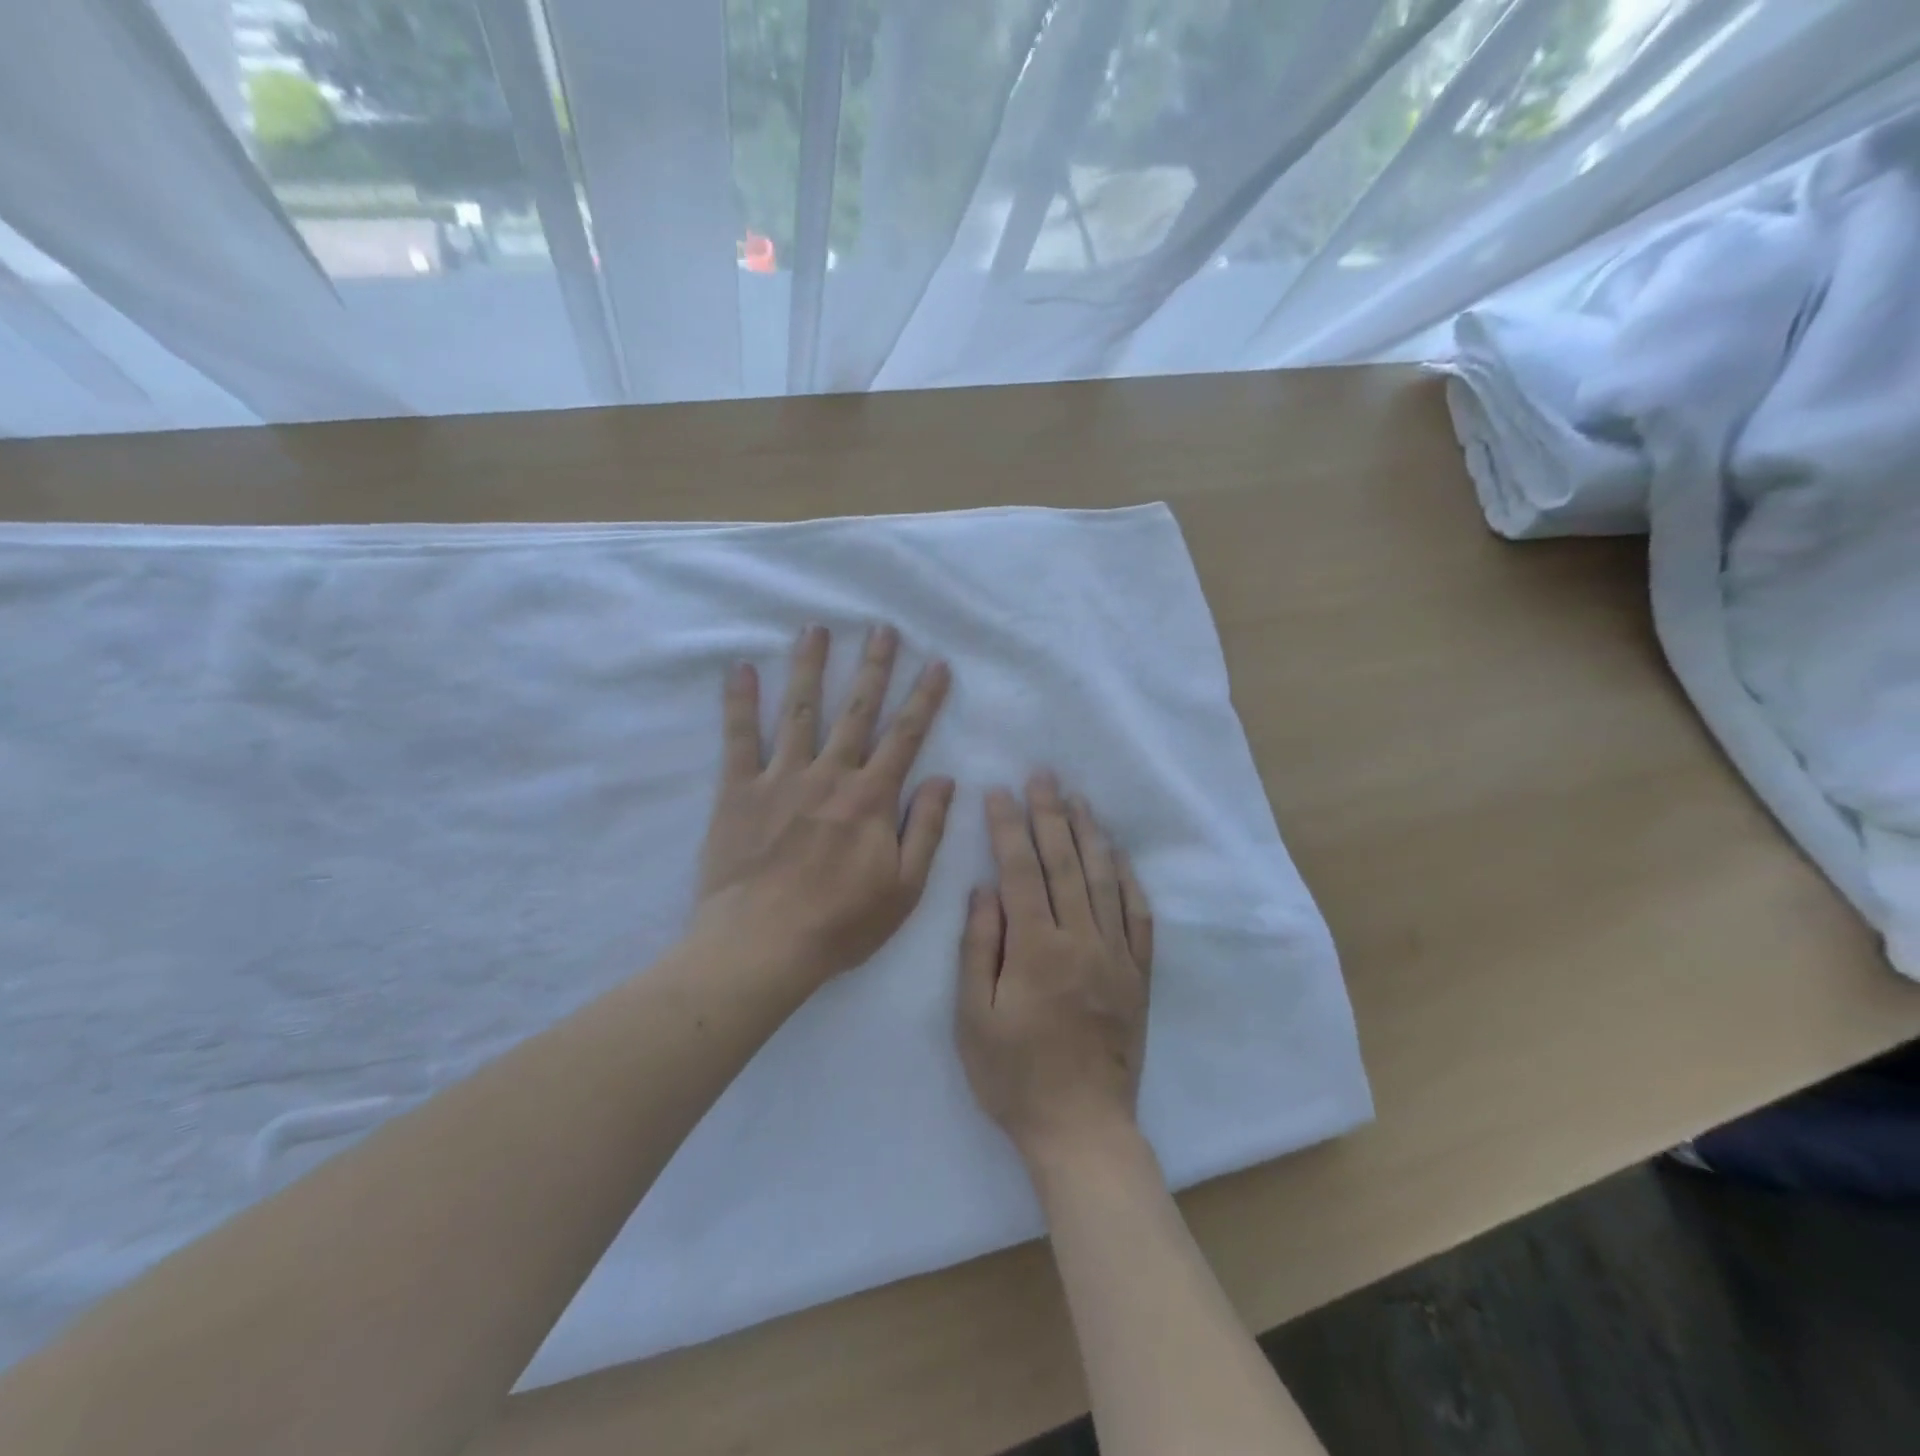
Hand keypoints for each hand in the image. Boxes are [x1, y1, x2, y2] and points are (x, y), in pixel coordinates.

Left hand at [697, 623, 953, 985]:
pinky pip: (739, 738)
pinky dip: (739, 702)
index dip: (924, 698)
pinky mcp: (739, 790)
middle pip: (857, 711)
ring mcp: (782, 777)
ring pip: (800, 710)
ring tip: (817, 628)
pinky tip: (739, 669)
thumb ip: (926, 829)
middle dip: (874, 667)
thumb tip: (945, 780)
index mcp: (872, 798)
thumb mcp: (904, 887)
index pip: (906, 737)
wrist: (763, 945)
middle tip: (883, 628)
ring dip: (810, 667)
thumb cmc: (840, 923)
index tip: (936, 664)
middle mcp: (830, 775)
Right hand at [956, 775, 1153, 1168]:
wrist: (1082, 1129)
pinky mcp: (1139, 976)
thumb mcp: (974, 1018)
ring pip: (1105, 881)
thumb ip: (978, 948)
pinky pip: (1139, 919)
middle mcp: (1080, 940)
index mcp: (1035, 948)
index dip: (1009, 827)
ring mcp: (1116, 956)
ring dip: (1091, 835)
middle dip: (1051, 814)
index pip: (1020, 871)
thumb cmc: (1015, 1077)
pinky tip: (1122, 859)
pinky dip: (1130, 883)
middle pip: (1065, 863)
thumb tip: (984, 890)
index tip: (1000, 792)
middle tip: (1044, 776)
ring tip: (1080, 800)